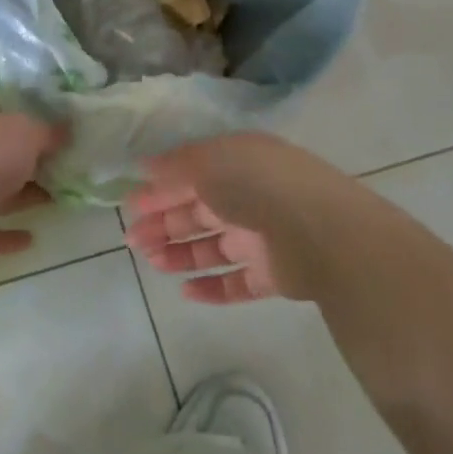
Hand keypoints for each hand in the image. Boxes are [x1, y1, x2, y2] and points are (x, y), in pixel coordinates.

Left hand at [0, 107, 63, 263]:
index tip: (55, 140)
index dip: (27, 128)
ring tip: (55, 201)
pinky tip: (32, 239)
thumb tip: (66, 130)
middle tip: (61, 173)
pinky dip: (8, 235)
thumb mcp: (27, 131)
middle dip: (26, 165)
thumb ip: (48, 132)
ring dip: (21, 198)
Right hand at [126, 132, 361, 302]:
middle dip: (163, 223)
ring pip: (213, 246)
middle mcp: (248, 196)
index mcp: (236, 162)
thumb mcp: (207, 162)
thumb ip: (173, 166)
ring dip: (180, 253)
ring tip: (152, 262)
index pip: (190, 175)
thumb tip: (145, 167)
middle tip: (132, 238)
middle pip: (198, 211)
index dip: (160, 189)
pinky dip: (211, 287)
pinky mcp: (274, 274)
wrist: (321, 233)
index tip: (130, 206)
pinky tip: (184, 291)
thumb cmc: (257, 185)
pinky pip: (236, 282)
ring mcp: (262, 236)